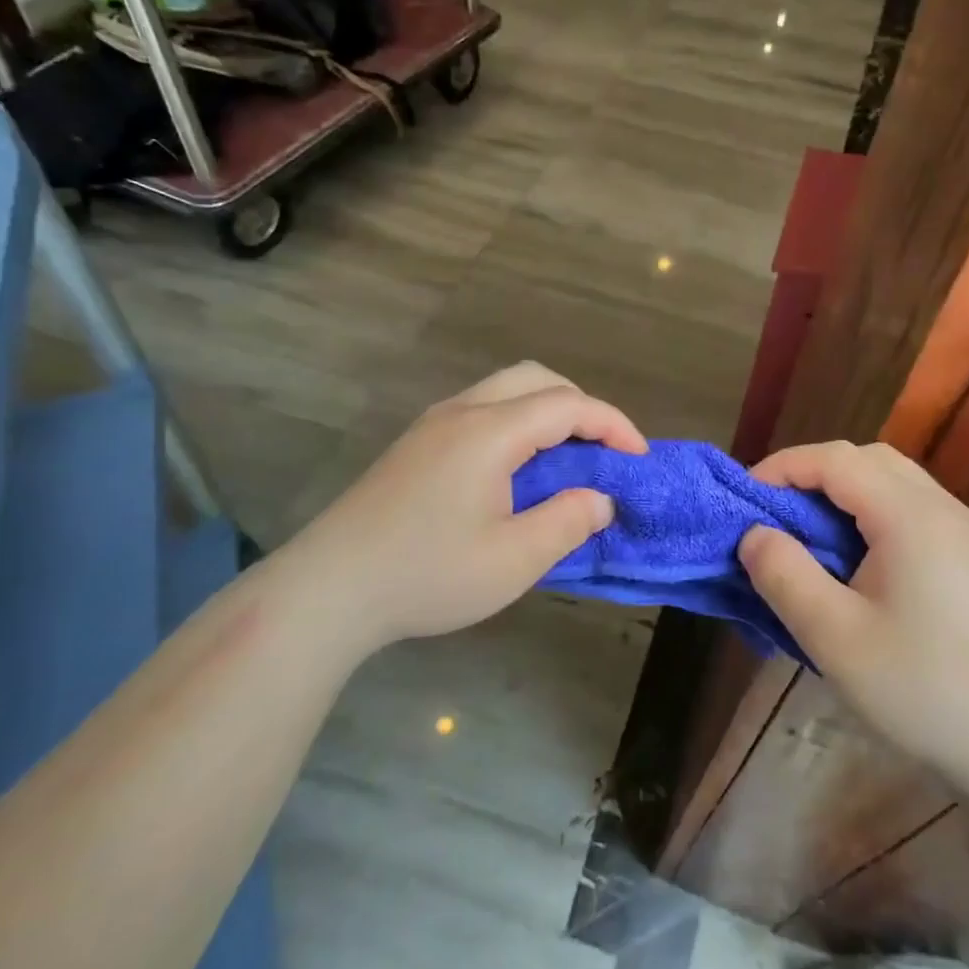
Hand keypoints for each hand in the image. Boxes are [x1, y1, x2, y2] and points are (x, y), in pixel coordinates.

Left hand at [280, 363, 647, 653]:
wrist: (329, 588)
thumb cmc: (427, 574)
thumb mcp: (513, 559)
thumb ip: (568, 521)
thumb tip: (601, 498)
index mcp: (489, 431)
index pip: (568, 405)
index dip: (613, 424)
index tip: (639, 457)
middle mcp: (462, 412)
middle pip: (536, 379)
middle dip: (581, 406)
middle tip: (602, 450)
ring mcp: (434, 424)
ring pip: (505, 390)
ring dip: (547, 411)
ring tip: (566, 458)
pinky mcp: (416, 443)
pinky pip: (482, 410)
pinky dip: (518, 422)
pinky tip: (517, 469)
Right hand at [738, 441, 968, 781]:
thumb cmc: (924, 689)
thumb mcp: (834, 637)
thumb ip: (784, 575)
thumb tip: (754, 535)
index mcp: (909, 515)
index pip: (835, 459)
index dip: (782, 467)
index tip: (744, 499)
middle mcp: (941, 507)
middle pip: (866, 459)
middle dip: (811, 474)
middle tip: (775, 515)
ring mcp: (963, 531)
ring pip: (891, 481)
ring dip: (842, 493)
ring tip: (809, 536)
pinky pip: (910, 510)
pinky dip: (870, 513)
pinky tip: (856, 561)